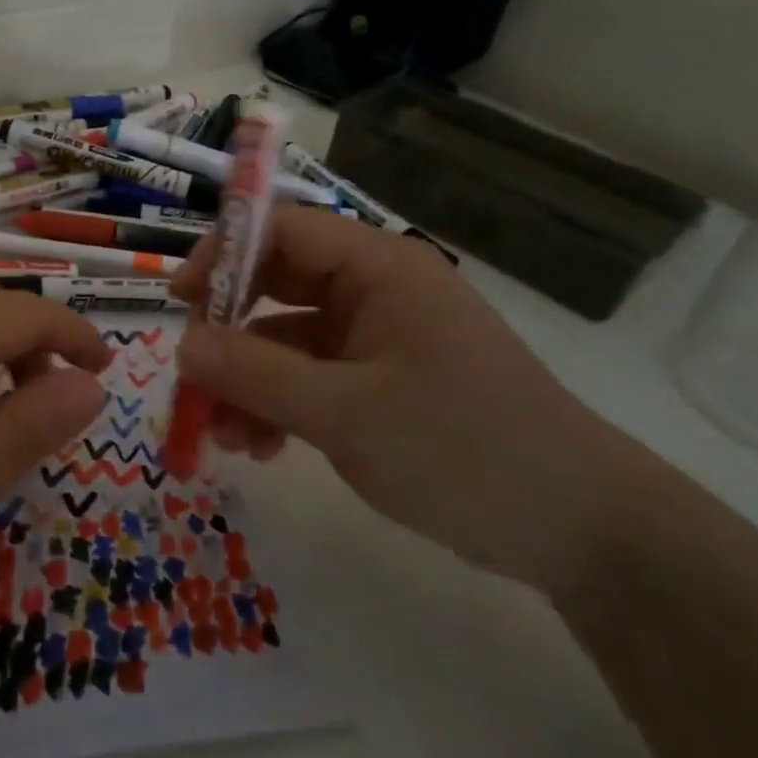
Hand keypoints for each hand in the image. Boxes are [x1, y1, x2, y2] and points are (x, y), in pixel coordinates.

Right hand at [170, 206, 642, 593]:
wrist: (579, 528)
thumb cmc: (462, 449)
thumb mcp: (344, 412)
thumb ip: (255, 373)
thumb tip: (182, 344)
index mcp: (378, 268)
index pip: (281, 229)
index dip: (221, 255)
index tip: (179, 301)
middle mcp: (375, 289)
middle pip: (276, 284)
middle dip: (228, 331)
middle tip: (190, 374)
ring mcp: (378, 336)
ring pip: (286, 337)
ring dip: (247, 379)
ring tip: (220, 434)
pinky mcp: (380, 380)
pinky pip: (309, 376)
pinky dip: (277, 404)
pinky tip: (258, 447)